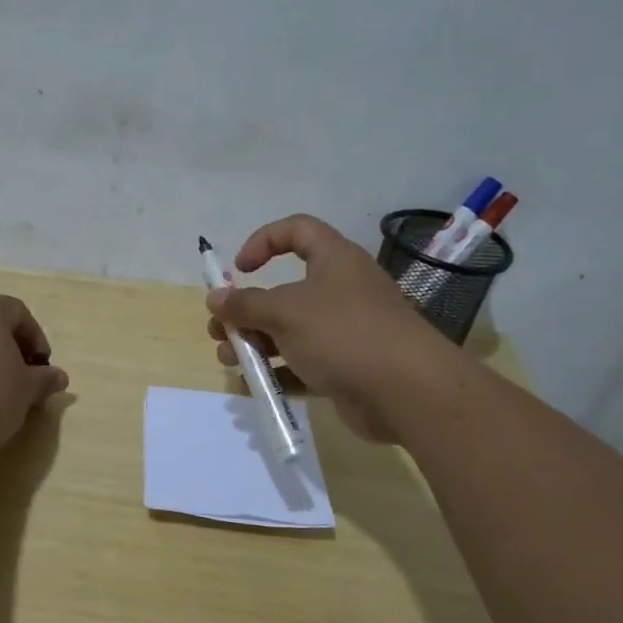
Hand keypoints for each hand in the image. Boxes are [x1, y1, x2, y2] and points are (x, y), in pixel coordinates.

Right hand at [206, 215, 451, 441]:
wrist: (407, 391)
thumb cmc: (343, 333)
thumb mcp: (285, 312)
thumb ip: (245, 304)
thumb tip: (214, 297)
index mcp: (334, 260)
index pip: (298, 230)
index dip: (264, 241)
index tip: (239, 269)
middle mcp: (341, 290)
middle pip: (285, 290)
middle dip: (247, 310)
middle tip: (221, 331)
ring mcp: (346, 331)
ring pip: (291, 331)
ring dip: (256, 344)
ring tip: (230, 362)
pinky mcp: (347, 368)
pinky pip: (304, 365)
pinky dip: (279, 372)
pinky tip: (254, 386)